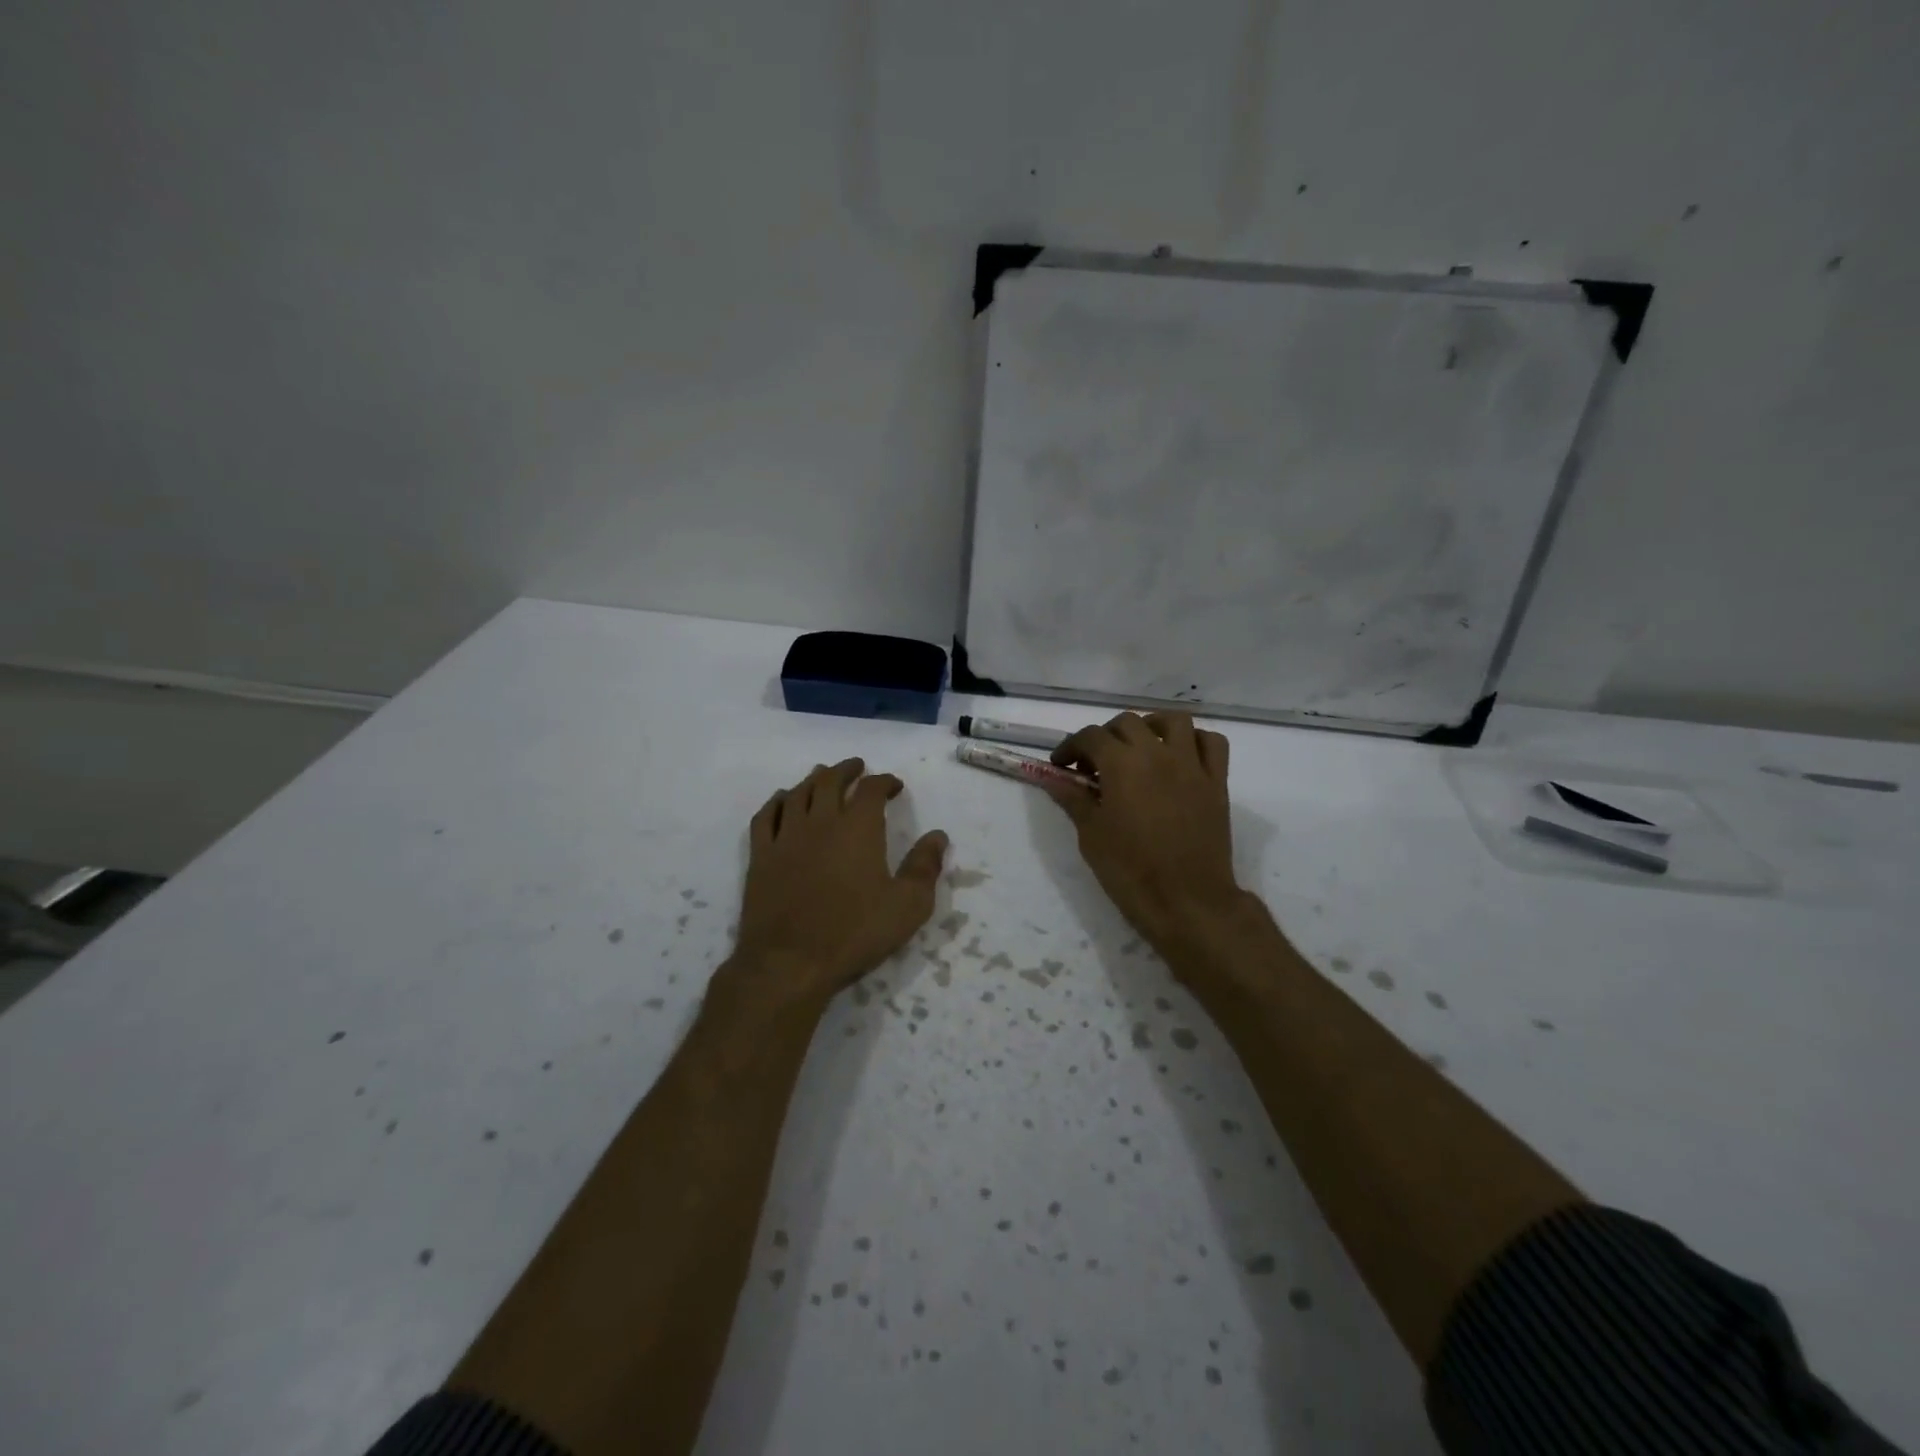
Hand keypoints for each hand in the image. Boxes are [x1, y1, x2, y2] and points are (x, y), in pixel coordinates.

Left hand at [729, 758, 947, 1005]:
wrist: (789, 962)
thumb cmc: (855, 933)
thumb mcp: (907, 905)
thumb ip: (925, 867)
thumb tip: (939, 836)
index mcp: (858, 828)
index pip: (871, 789)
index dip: (884, 781)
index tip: (894, 785)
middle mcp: (820, 821)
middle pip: (830, 781)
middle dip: (847, 770)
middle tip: (857, 767)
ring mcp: (786, 836)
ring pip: (798, 793)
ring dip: (813, 779)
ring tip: (822, 775)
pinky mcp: (761, 856)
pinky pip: (766, 816)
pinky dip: (777, 801)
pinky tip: (782, 801)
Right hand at [1046, 712, 1244, 954]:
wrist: (1187, 902)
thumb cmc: (1130, 871)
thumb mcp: (1091, 836)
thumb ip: (1073, 799)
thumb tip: (1054, 778)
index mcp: (1122, 764)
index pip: (1090, 736)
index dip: (1070, 747)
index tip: (1061, 766)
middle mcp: (1158, 753)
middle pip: (1127, 723)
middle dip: (1105, 737)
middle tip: (1095, 766)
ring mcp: (1192, 765)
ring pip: (1174, 720)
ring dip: (1151, 726)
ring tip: (1140, 747)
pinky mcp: (1217, 782)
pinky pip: (1212, 743)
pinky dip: (1195, 741)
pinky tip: (1180, 757)